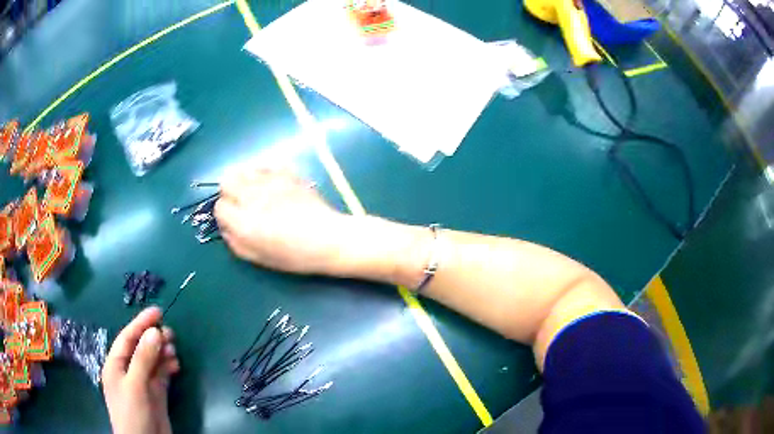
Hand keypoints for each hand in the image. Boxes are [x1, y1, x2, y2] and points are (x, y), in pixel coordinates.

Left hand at [102, 307, 179, 433]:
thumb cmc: (131, 412)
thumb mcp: (135, 385)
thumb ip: (143, 358)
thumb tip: (155, 332)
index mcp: (116, 365)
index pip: (127, 337)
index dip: (141, 323)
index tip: (158, 311)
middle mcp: (128, 371)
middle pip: (141, 348)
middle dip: (154, 338)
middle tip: (171, 332)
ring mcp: (143, 383)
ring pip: (153, 361)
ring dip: (162, 352)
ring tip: (174, 348)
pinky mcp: (156, 395)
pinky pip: (162, 375)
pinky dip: (168, 367)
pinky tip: (176, 364)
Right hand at [215, 169, 351, 274]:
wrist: (328, 239)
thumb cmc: (294, 256)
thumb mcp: (260, 258)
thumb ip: (236, 243)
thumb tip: (226, 228)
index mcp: (244, 223)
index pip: (219, 207)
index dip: (225, 214)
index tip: (235, 220)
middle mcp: (252, 197)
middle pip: (226, 181)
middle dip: (230, 192)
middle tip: (242, 203)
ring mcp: (270, 182)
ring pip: (244, 169)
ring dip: (245, 180)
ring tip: (257, 192)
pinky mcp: (288, 173)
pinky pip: (267, 165)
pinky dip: (265, 172)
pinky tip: (273, 184)